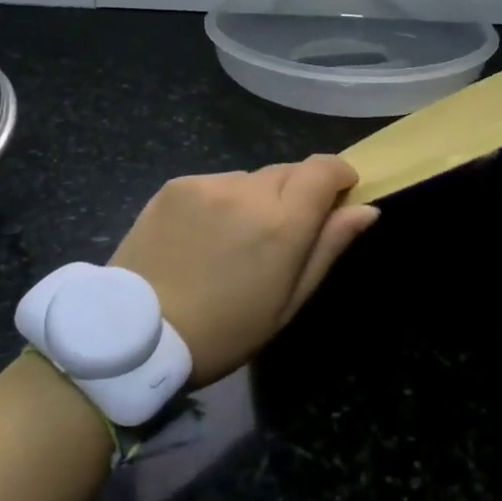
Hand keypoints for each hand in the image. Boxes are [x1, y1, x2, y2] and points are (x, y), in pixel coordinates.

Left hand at [111, 156, 379, 386]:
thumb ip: (328, 248)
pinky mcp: (177, 184)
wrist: (136, 332)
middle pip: (289, 171)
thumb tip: (366, 209)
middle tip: (281, 235)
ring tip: (235, 241)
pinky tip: (203, 236)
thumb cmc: (224, 331)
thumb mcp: (287, 303)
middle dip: (297, 192)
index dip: (339, 174)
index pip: (324, 169)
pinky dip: (222, 200)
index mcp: (282, 223)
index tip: (339, 193)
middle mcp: (248, 191)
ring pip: (251, 178)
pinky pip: (216, 183)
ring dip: (257, 198)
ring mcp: (209, 183)